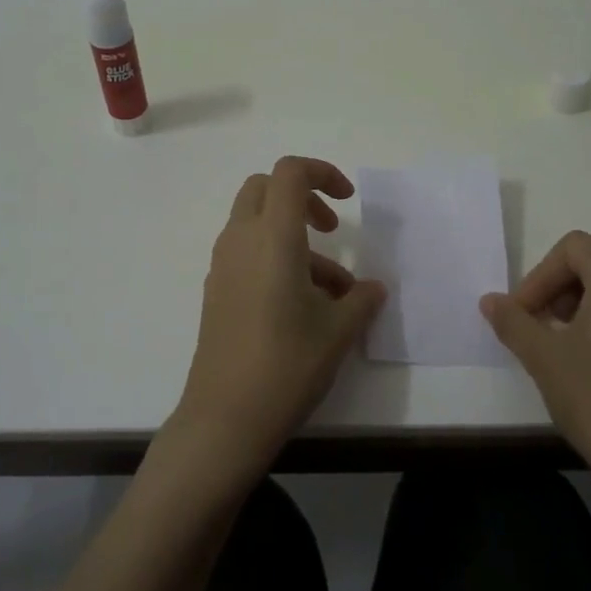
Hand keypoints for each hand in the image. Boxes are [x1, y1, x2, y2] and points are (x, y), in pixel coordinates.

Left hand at [170, 156, 386, 483]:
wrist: (226, 417)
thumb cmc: (287, 364)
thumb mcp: (338, 331)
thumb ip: (361, 300)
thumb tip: (374, 289)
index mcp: (272, 237)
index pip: (290, 173)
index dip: (322, 173)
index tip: (347, 203)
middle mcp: (240, 240)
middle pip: (265, 189)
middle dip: (302, 198)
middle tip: (331, 230)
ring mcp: (222, 265)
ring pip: (256, 224)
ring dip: (294, 239)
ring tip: (333, 291)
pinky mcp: (216, 290)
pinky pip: (246, 253)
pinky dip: (275, 259)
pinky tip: (302, 307)